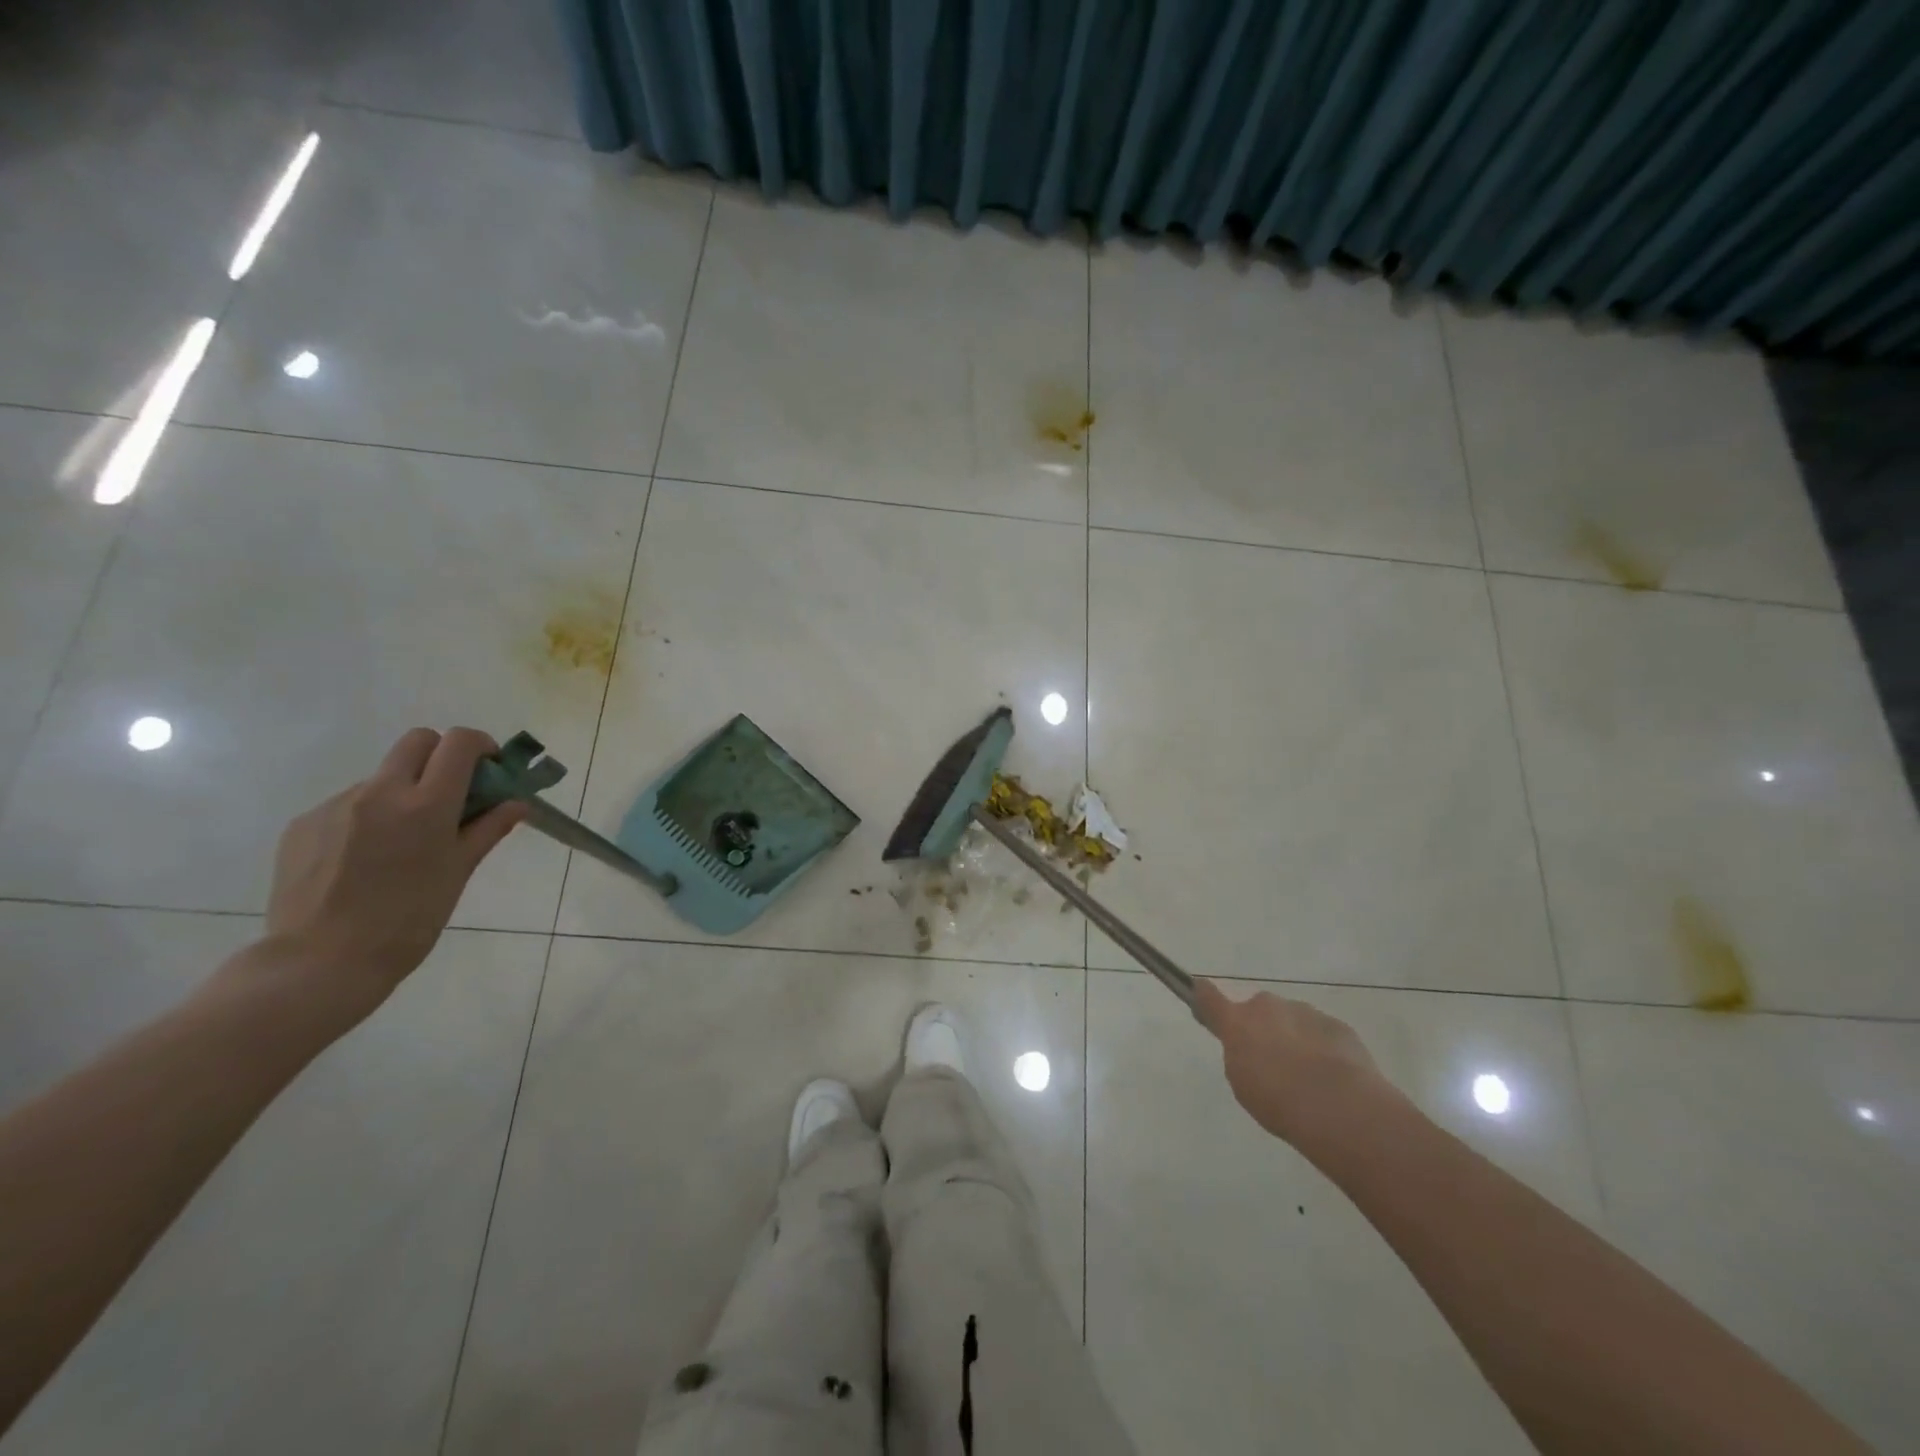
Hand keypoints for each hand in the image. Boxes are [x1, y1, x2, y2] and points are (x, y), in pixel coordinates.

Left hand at [252, 728, 527, 1022]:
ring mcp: (336, 805)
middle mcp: (380, 792)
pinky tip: (364, 860)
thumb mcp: (458, 873)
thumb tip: (517, 803)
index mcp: (426, 804)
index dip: (479, 746)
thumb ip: (487, 829)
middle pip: (417, 741)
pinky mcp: (303, 824)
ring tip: (401, 844)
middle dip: (440, 756)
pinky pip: (347, 805)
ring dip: (402, 792)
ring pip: (381, 776)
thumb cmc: (408, 920)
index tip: (488, 770)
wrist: (321, 962)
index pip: (458, 743)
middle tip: (450, 794)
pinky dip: (367, 818)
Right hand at [1193, 979, 1391, 1147]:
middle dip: (1264, 1029)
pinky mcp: (1337, 1025)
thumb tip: (1248, 1046)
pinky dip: (1323, 1048)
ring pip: (1293, 1020)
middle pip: (1260, 1011)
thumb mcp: (1243, 1084)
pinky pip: (1322, 1033)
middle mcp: (1268, 1007)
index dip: (1203, 994)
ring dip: (1295, 1039)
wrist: (1339, 1106)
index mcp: (1238, 1022)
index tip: (1199, 989)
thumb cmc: (1278, 1101)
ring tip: (1308, 1077)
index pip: (1210, 998)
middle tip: (1274, 1062)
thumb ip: (1240, 1056)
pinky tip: (1332, 1079)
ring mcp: (1304, 1012)